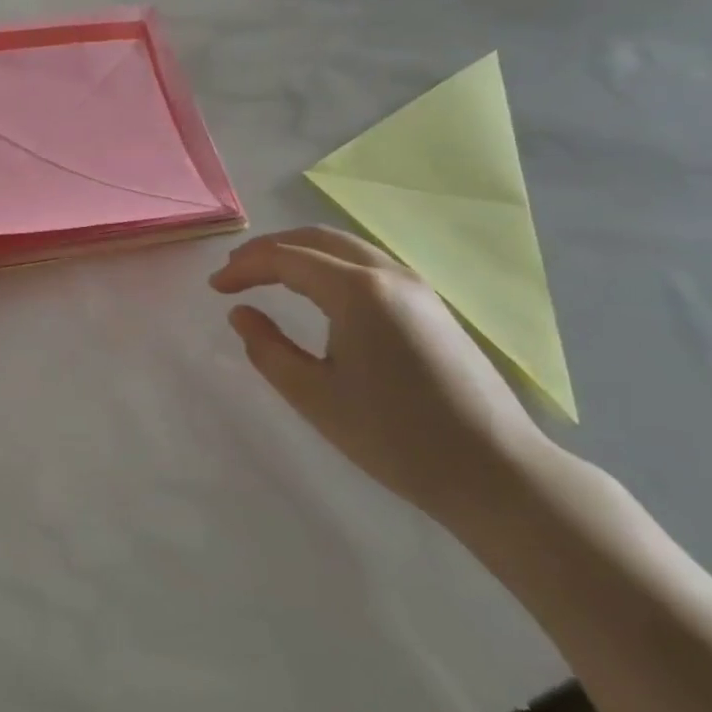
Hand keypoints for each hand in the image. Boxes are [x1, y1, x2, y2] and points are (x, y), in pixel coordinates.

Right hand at [210, 227, 558, 529]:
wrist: (496, 472)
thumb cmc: (395, 437)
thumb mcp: (315, 397)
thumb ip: (267, 349)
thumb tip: (241, 313)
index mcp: (357, 290)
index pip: (286, 258)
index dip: (244, 267)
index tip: (215, 288)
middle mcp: (388, 274)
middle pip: (316, 238)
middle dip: (269, 250)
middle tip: (235, 273)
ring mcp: (417, 286)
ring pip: (345, 247)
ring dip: (300, 253)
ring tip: (268, 277)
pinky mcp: (432, 305)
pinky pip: (368, 264)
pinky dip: (330, 264)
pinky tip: (318, 292)